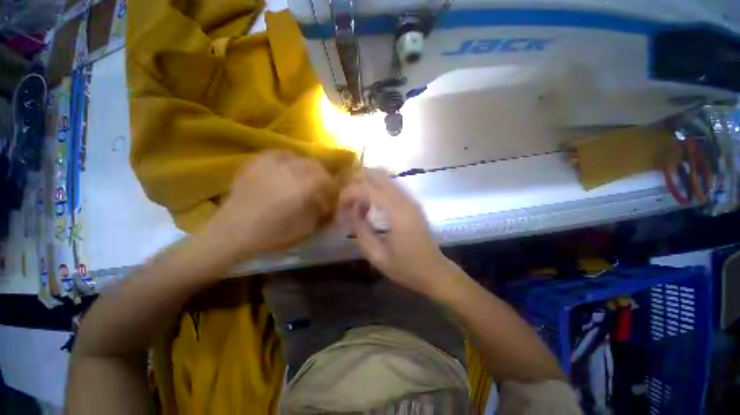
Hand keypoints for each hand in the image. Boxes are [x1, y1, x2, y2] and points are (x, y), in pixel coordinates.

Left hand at [205, 151, 336, 256]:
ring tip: (303, 181)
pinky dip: (288, 161)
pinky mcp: (257, 162)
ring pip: (300, 158)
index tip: (330, 204)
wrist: (233, 232)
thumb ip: (322, 214)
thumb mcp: (306, 229)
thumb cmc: (272, 235)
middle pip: (316, 166)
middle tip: (319, 192)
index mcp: (304, 186)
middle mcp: (291, 169)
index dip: (333, 193)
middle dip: (322, 179)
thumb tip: (330, 207)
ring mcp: (272, 163)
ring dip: (307, 169)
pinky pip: (280, 154)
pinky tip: (286, 171)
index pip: (328, 182)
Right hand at [339, 170, 454, 297]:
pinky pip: (390, 186)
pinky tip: (370, 207)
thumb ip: (361, 231)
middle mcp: (404, 200)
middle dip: (356, 181)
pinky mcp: (411, 203)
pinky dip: (375, 190)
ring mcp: (410, 199)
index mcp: (397, 213)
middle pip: (377, 174)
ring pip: (384, 177)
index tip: (339, 207)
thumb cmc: (406, 268)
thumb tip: (352, 211)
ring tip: (357, 204)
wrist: (434, 271)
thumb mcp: (377, 256)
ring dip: (366, 185)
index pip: (367, 188)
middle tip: (346, 200)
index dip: (348, 193)